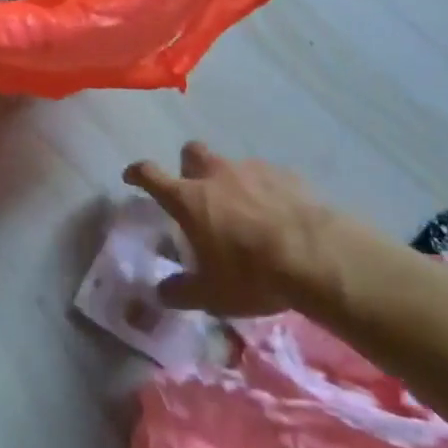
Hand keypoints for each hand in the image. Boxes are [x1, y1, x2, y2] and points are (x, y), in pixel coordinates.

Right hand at [123, 143, 363, 317]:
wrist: (316, 256)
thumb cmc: (252, 274)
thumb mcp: (211, 295)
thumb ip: (181, 291)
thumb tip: (159, 292)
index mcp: (188, 198)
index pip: (151, 175)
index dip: (138, 173)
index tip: (132, 176)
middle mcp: (214, 174)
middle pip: (191, 152)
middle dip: (189, 166)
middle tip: (197, 192)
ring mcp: (250, 169)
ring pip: (230, 164)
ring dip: (230, 181)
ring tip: (245, 211)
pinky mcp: (284, 174)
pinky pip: (266, 176)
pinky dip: (264, 190)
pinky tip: (278, 215)